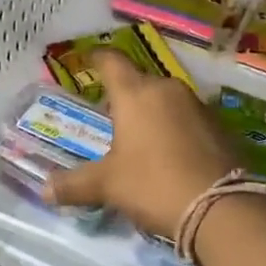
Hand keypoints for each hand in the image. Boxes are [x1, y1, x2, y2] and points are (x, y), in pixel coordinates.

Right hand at [45, 49, 234, 238]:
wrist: (221, 206)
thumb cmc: (154, 184)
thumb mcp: (108, 185)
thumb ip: (75, 184)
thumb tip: (44, 190)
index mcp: (135, 93)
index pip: (112, 61)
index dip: (97, 58)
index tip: (89, 59)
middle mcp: (167, 89)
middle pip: (140, 81)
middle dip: (125, 95)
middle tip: (111, 116)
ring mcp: (197, 104)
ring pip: (166, 99)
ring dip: (153, 112)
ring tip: (141, 138)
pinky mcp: (219, 124)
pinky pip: (188, 117)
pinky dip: (176, 127)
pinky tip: (172, 152)